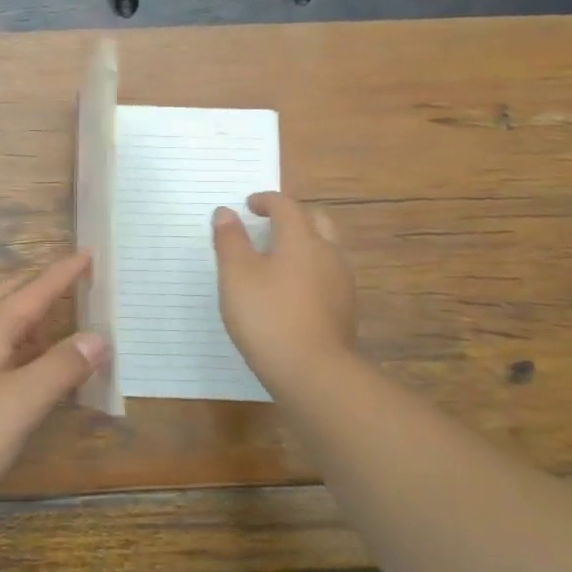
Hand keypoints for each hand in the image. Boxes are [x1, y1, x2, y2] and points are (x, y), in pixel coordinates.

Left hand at [0, 250, 108, 512]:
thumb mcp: (22, 401)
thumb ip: (61, 367)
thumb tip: (98, 337)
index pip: (35, 289)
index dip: (63, 272)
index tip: (88, 253)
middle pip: (11, 294)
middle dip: (42, 282)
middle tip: (74, 279)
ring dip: (28, 313)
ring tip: (57, 323)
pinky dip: (16, 340)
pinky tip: (24, 365)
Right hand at [212, 192, 357, 393]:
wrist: (312, 371)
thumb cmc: (267, 315)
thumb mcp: (236, 275)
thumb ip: (230, 240)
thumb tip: (226, 212)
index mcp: (301, 238)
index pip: (286, 206)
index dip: (266, 200)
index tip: (249, 205)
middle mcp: (327, 253)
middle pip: (316, 221)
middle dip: (292, 217)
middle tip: (268, 225)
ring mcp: (341, 282)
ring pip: (326, 248)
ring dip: (304, 243)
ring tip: (278, 259)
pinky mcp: (345, 309)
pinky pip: (328, 275)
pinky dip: (310, 270)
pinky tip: (292, 291)